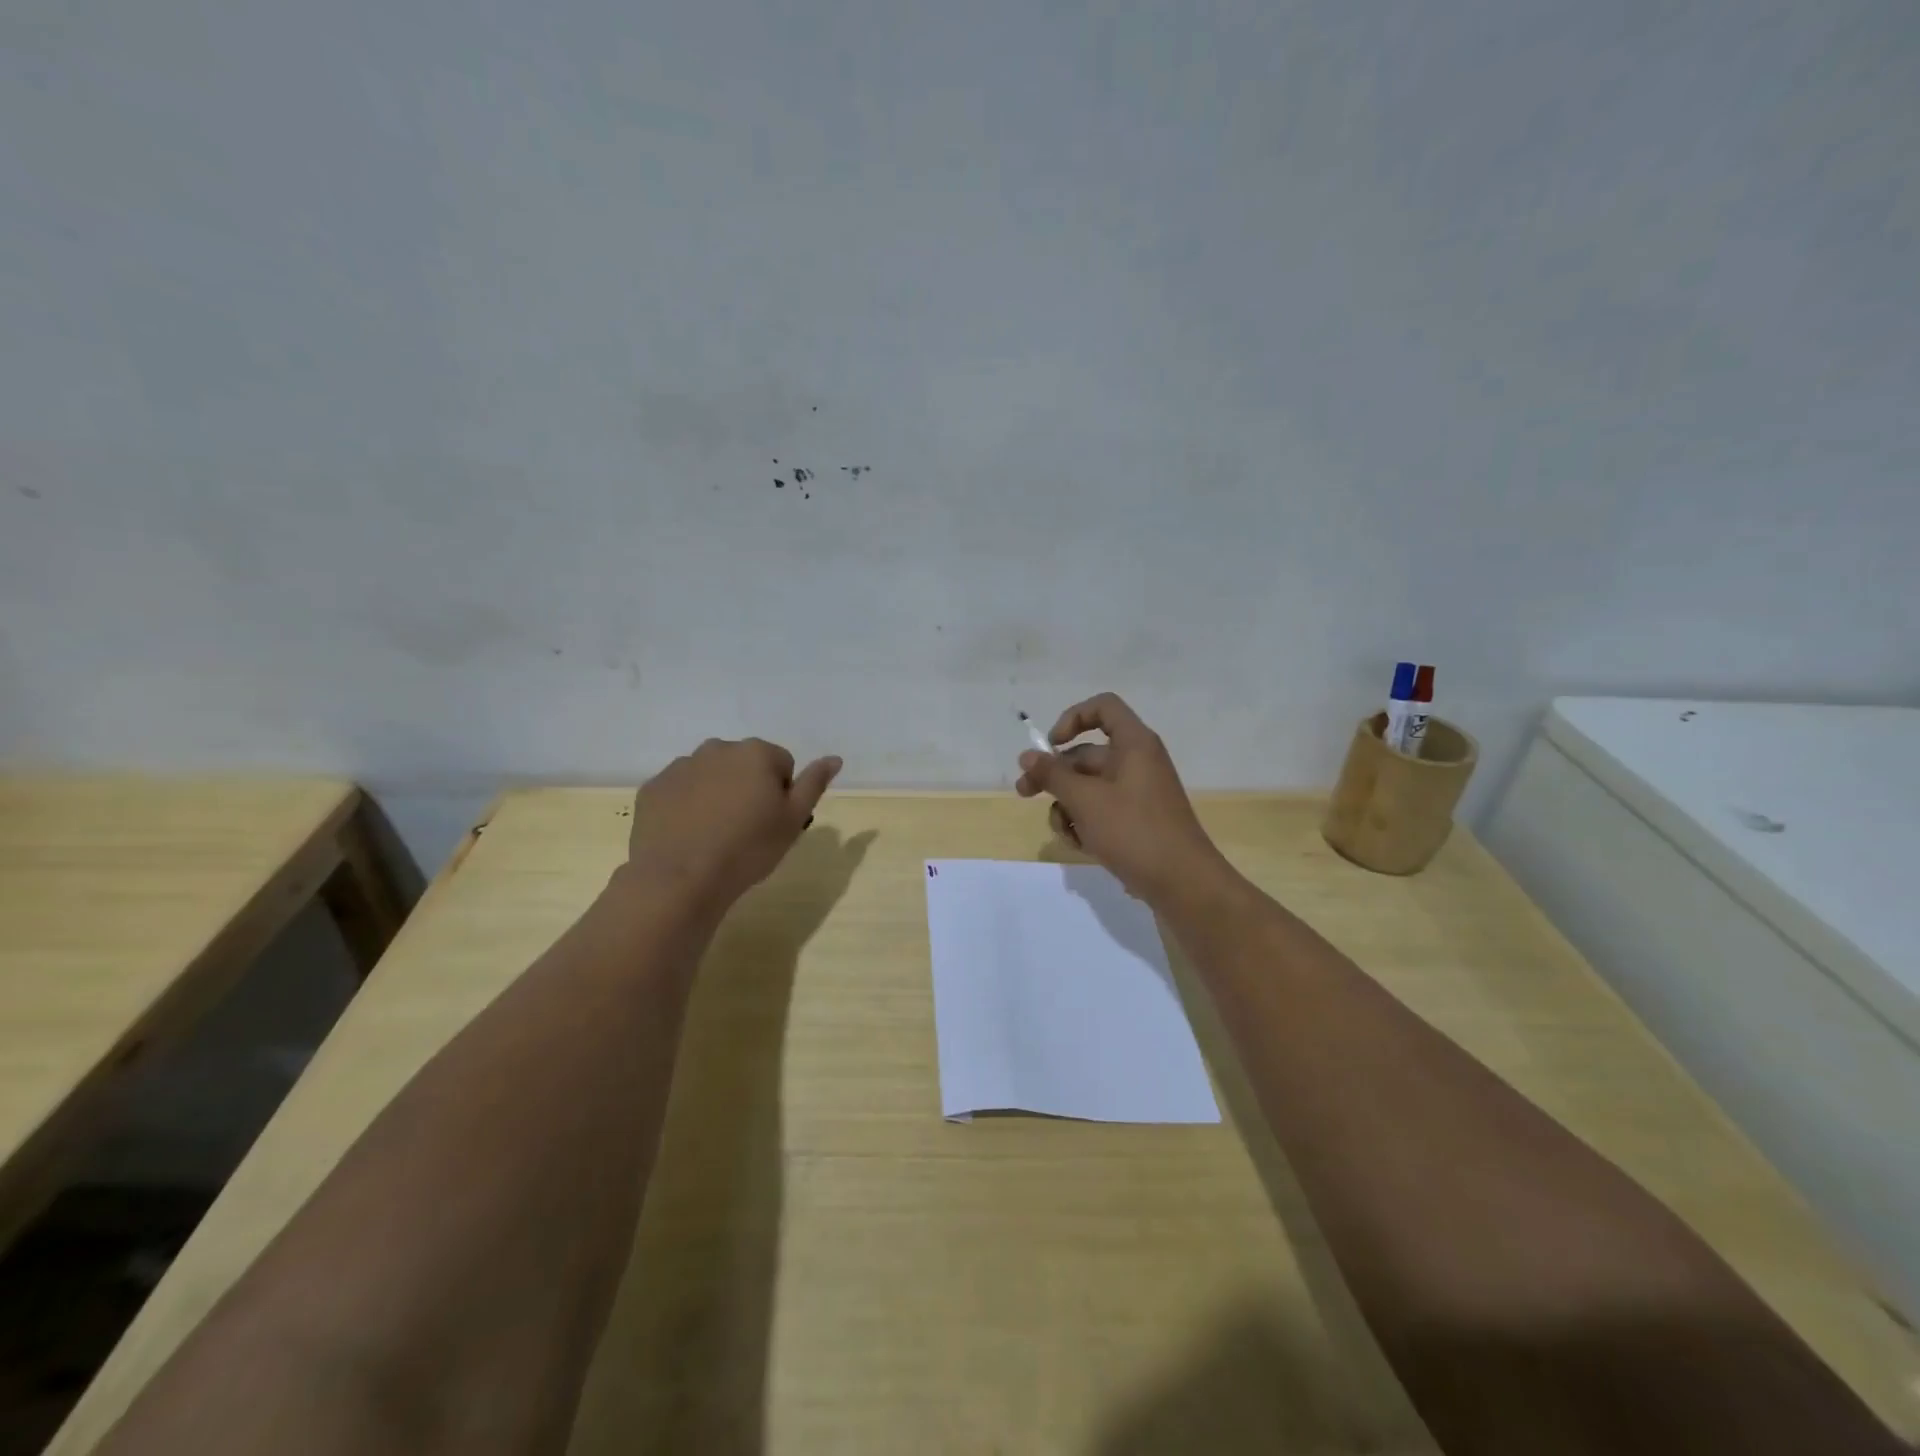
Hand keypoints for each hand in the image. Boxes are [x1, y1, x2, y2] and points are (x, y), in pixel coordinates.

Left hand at [623, 737, 841, 913]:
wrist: (681, 878)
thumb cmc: (748, 848)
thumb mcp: (794, 820)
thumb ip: (814, 784)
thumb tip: (834, 758)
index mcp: (756, 753)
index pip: (783, 764)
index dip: (782, 794)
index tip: (773, 822)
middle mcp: (717, 748)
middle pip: (744, 764)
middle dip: (748, 787)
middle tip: (746, 828)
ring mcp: (681, 766)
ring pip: (711, 775)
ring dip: (718, 793)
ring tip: (715, 834)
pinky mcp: (653, 788)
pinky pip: (680, 790)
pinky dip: (687, 805)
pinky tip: (689, 834)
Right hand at [1015, 693, 1230, 905]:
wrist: (1182, 884)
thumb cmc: (1134, 831)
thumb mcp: (1085, 800)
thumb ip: (1052, 775)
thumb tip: (1027, 756)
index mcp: (1134, 744)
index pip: (1102, 707)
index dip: (1072, 718)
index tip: (1051, 745)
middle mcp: (1137, 762)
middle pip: (1086, 754)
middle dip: (1054, 775)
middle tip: (1023, 793)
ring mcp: (1137, 793)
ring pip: (1089, 787)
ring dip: (1068, 806)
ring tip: (1065, 832)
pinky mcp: (1136, 821)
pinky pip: (1101, 811)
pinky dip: (1085, 824)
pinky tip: (1081, 846)